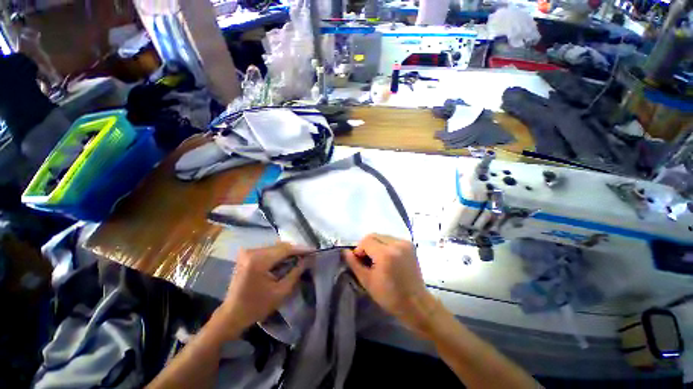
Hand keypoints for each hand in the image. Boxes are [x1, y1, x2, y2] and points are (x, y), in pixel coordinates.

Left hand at [213, 243, 308, 340]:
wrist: (231, 315)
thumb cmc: (257, 306)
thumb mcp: (281, 291)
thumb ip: (296, 272)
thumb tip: (309, 259)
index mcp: (258, 261)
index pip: (285, 249)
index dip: (301, 249)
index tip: (314, 250)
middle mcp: (252, 252)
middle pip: (280, 246)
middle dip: (295, 250)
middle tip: (308, 255)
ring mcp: (247, 252)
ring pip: (275, 247)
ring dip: (287, 252)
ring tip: (299, 257)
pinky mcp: (246, 255)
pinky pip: (268, 250)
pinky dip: (278, 254)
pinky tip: (286, 260)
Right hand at [343, 234, 438, 332]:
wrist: (415, 303)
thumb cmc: (389, 296)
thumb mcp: (367, 281)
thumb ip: (354, 263)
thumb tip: (345, 251)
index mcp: (386, 254)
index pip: (366, 240)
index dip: (359, 249)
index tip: (360, 261)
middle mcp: (397, 244)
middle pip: (374, 236)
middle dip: (367, 246)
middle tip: (367, 261)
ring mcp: (405, 243)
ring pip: (382, 236)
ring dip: (376, 245)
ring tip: (378, 260)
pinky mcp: (410, 245)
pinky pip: (391, 239)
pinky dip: (385, 245)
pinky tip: (387, 258)